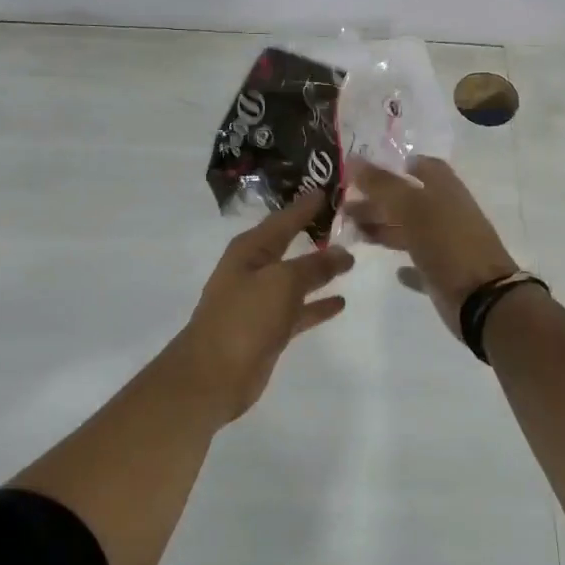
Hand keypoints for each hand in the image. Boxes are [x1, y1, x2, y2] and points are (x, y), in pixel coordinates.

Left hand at [177, 193, 354, 423]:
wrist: (213, 375)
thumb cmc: (244, 318)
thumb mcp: (282, 283)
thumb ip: (314, 266)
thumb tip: (343, 252)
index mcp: (250, 250)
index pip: (283, 219)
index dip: (305, 205)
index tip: (329, 188)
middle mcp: (253, 270)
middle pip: (289, 244)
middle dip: (313, 232)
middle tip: (345, 218)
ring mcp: (260, 301)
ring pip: (296, 278)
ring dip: (320, 269)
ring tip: (351, 258)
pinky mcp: (268, 329)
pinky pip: (299, 309)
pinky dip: (317, 304)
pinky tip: (341, 300)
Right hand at [345, 157, 516, 338]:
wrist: (481, 297)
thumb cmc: (447, 243)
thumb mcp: (411, 208)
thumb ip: (382, 184)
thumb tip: (353, 159)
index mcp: (445, 190)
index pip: (424, 167)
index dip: (399, 165)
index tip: (368, 170)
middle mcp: (446, 214)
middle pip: (409, 200)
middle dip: (378, 200)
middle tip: (345, 204)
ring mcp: (446, 244)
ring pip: (410, 230)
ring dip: (384, 229)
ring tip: (353, 231)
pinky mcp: (444, 273)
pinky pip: (421, 264)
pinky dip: (406, 266)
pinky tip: (393, 270)